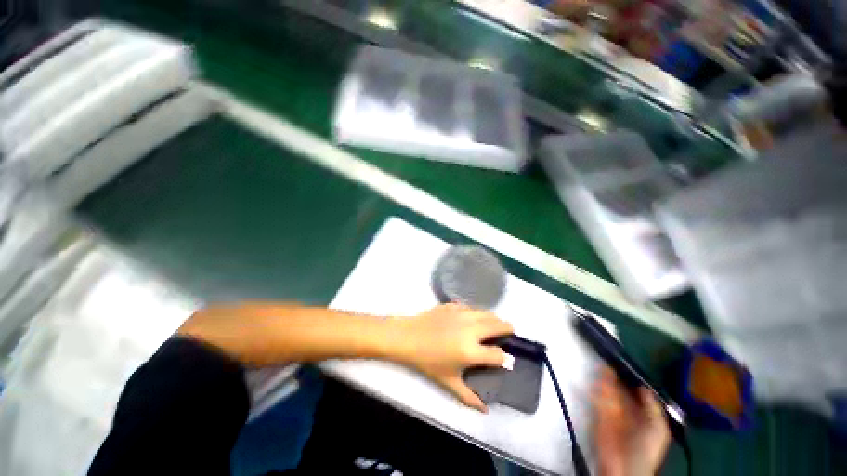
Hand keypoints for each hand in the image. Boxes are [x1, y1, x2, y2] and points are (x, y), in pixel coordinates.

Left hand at [394, 304, 513, 411]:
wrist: (409, 337)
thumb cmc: (428, 361)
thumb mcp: (448, 382)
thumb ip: (469, 397)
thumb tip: (485, 410)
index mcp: (471, 351)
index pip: (498, 354)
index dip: (505, 358)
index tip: (505, 359)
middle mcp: (471, 329)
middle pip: (498, 325)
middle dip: (507, 328)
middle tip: (508, 331)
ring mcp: (462, 313)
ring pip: (486, 313)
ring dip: (493, 318)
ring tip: (494, 323)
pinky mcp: (454, 305)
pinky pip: (471, 307)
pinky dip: (476, 312)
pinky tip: (472, 317)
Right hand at [594, 368, 670, 475]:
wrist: (624, 467)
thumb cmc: (646, 448)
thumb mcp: (658, 429)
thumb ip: (653, 407)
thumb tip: (643, 386)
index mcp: (642, 413)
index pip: (635, 391)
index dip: (631, 378)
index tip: (626, 364)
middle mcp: (626, 410)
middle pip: (619, 388)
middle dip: (615, 376)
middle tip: (611, 360)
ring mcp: (611, 412)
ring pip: (607, 391)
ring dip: (604, 380)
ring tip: (603, 366)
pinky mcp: (597, 415)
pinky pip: (595, 398)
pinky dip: (594, 389)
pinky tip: (595, 380)